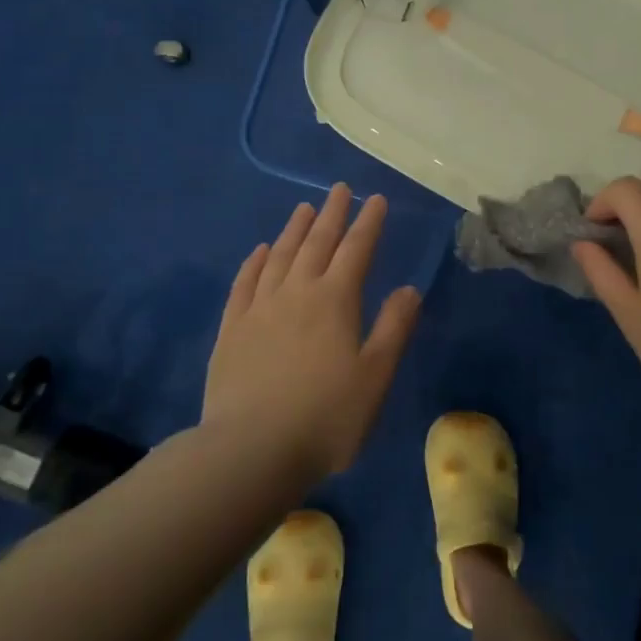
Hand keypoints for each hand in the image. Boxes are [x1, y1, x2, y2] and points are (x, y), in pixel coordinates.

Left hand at [203, 184, 422, 476]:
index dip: (368, 223)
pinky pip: (244, 283)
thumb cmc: (325, 418)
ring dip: (294, 230)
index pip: (356, 250)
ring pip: (280, 257)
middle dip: (332, 214)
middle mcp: (296, 293)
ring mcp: (259, 308)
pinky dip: (255, 262)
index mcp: (335, 301)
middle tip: (340, 190)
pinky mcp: (231, 329)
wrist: (250, 450)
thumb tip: (409, 289)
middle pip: (317, 243)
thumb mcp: (374, 377)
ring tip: (303, 208)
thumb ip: (393, 329)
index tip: (376, 200)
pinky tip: (260, 251)